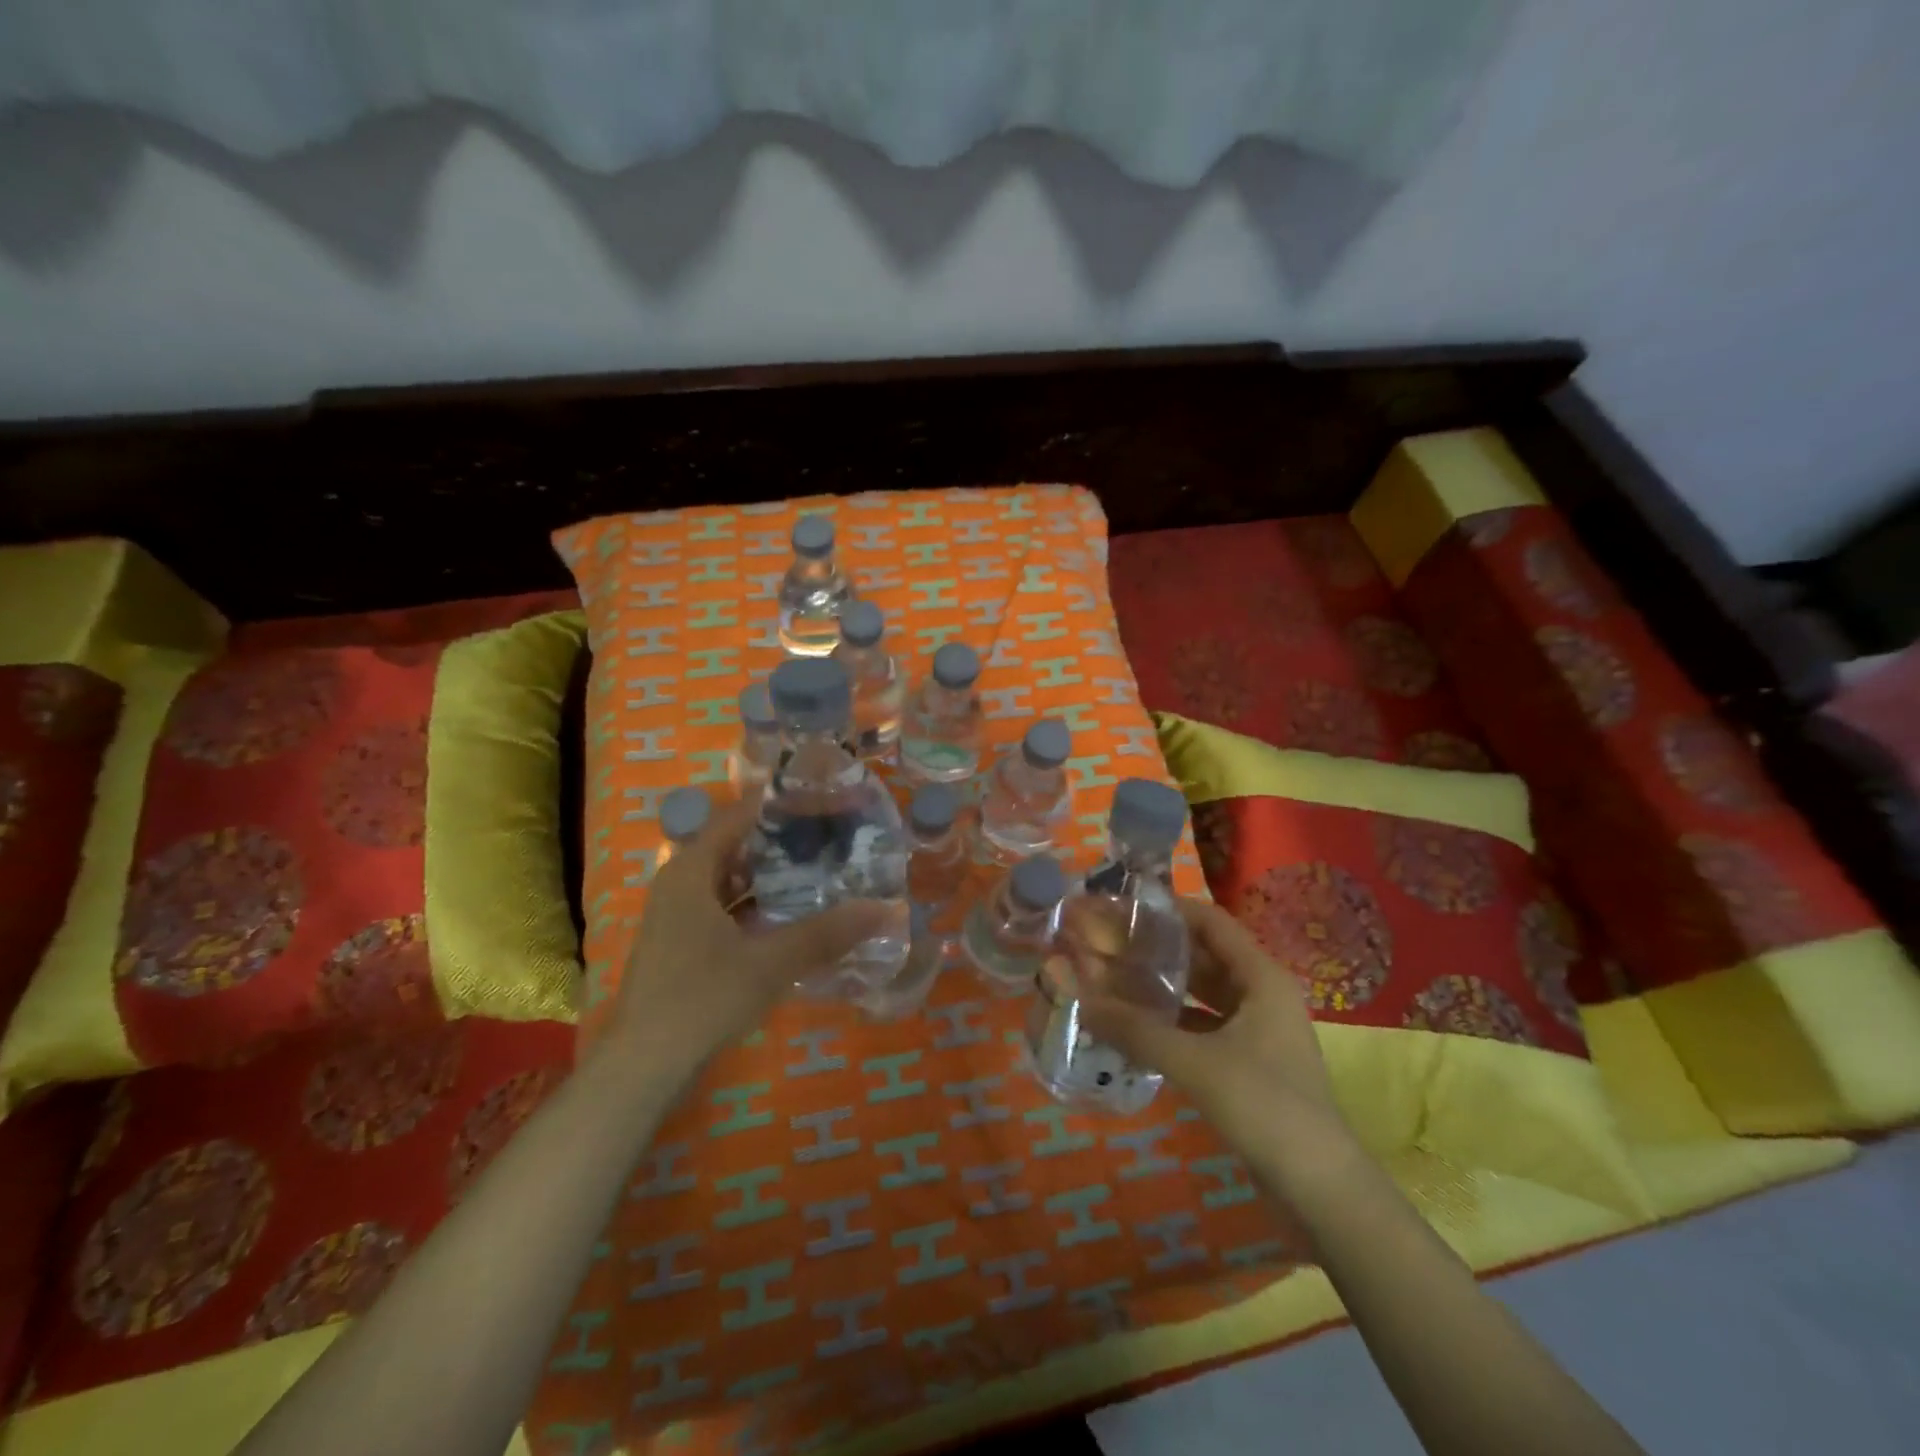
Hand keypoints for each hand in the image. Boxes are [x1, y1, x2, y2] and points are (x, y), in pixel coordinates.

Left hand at [608, 798, 890, 1075]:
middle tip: (836, 838)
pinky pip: (729, 908)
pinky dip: (760, 906)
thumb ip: (826, 933)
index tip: (828, 802)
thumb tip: (885, 909)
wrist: (642, 1067)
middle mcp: (682, 883)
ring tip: (825, 872)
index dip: (784, 806)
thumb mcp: (769, 963)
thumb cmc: (701, 999)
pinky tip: (796, 917)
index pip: (741, 816)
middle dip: (786, 842)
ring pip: (735, 880)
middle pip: (739, 845)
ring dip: (775, 877)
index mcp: (691, 870)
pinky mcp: (685, 943)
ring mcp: (680, 915)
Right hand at [1074, 897, 1359, 1195]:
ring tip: (1115, 977)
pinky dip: (1174, 1021)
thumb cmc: (1264, 1106)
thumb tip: (1081, 1001)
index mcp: (1260, 977)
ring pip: (1204, 993)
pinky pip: (1205, 1026)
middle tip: (1110, 943)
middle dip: (1159, 948)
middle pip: (1206, 956)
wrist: (1321, 1187)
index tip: (1124, 906)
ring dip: (1165, 986)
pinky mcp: (1250, 1063)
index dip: (1170, 909)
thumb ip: (1136, 1030)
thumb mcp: (1195, 1062)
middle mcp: (1261, 994)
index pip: (1212, 922)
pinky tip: (1138, 1026)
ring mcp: (1258, 1030)